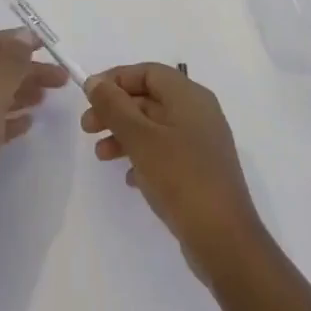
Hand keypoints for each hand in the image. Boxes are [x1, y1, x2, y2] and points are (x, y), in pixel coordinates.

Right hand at [81, 63, 265, 279]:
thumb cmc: (180, 177)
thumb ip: (114, 106)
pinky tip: (128, 178)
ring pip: (155, 127)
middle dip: (116, 110)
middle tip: (87, 128)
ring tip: (101, 156)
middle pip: (149, 99)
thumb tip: (95, 81)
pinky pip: (165, 152)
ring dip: (124, 135)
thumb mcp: (140, 138)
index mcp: (189, 96)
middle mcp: (198, 113)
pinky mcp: (200, 171)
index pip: (148, 72)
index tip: (89, 96)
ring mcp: (201, 143)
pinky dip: (143, 157)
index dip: (116, 79)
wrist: (223, 238)